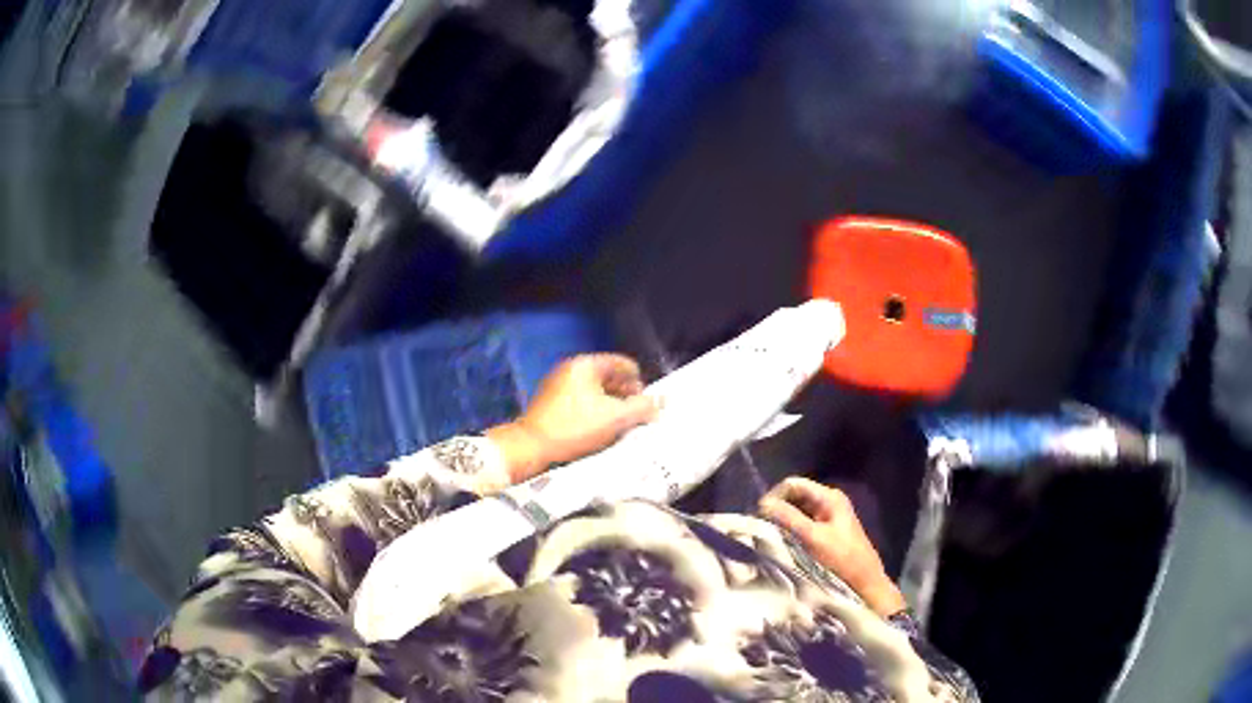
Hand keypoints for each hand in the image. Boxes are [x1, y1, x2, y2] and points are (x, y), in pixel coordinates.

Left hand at [487, 354, 660, 482]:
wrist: (531, 447)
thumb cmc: (575, 428)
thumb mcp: (615, 419)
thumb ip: (642, 408)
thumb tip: (659, 403)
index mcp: (587, 364)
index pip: (624, 365)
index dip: (640, 384)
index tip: (646, 406)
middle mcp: (572, 368)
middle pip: (610, 377)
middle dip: (626, 396)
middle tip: (635, 418)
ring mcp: (559, 384)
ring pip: (596, 391)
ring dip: (611, 406)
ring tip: (619, 427)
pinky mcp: (551, 402)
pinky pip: (582, 401)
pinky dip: (594, 412)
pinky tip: (599, 430)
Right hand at [760, 477, 905, 616]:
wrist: (864, 583)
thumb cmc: (842, 559)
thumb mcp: (813, 538)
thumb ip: (789, 519)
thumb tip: (763, 503)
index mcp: (829, 497)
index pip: (793, 484)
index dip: (775, 496)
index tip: (759, 516)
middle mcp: (828, 502)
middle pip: (794, 497)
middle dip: (777, 510)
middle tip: (761, 528)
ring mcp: (827, 518)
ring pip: (796, 512)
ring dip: (782, 522)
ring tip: (768, 537)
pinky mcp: (825, 533)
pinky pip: (801, 525)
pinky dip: (790, 532)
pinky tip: (781, 544)